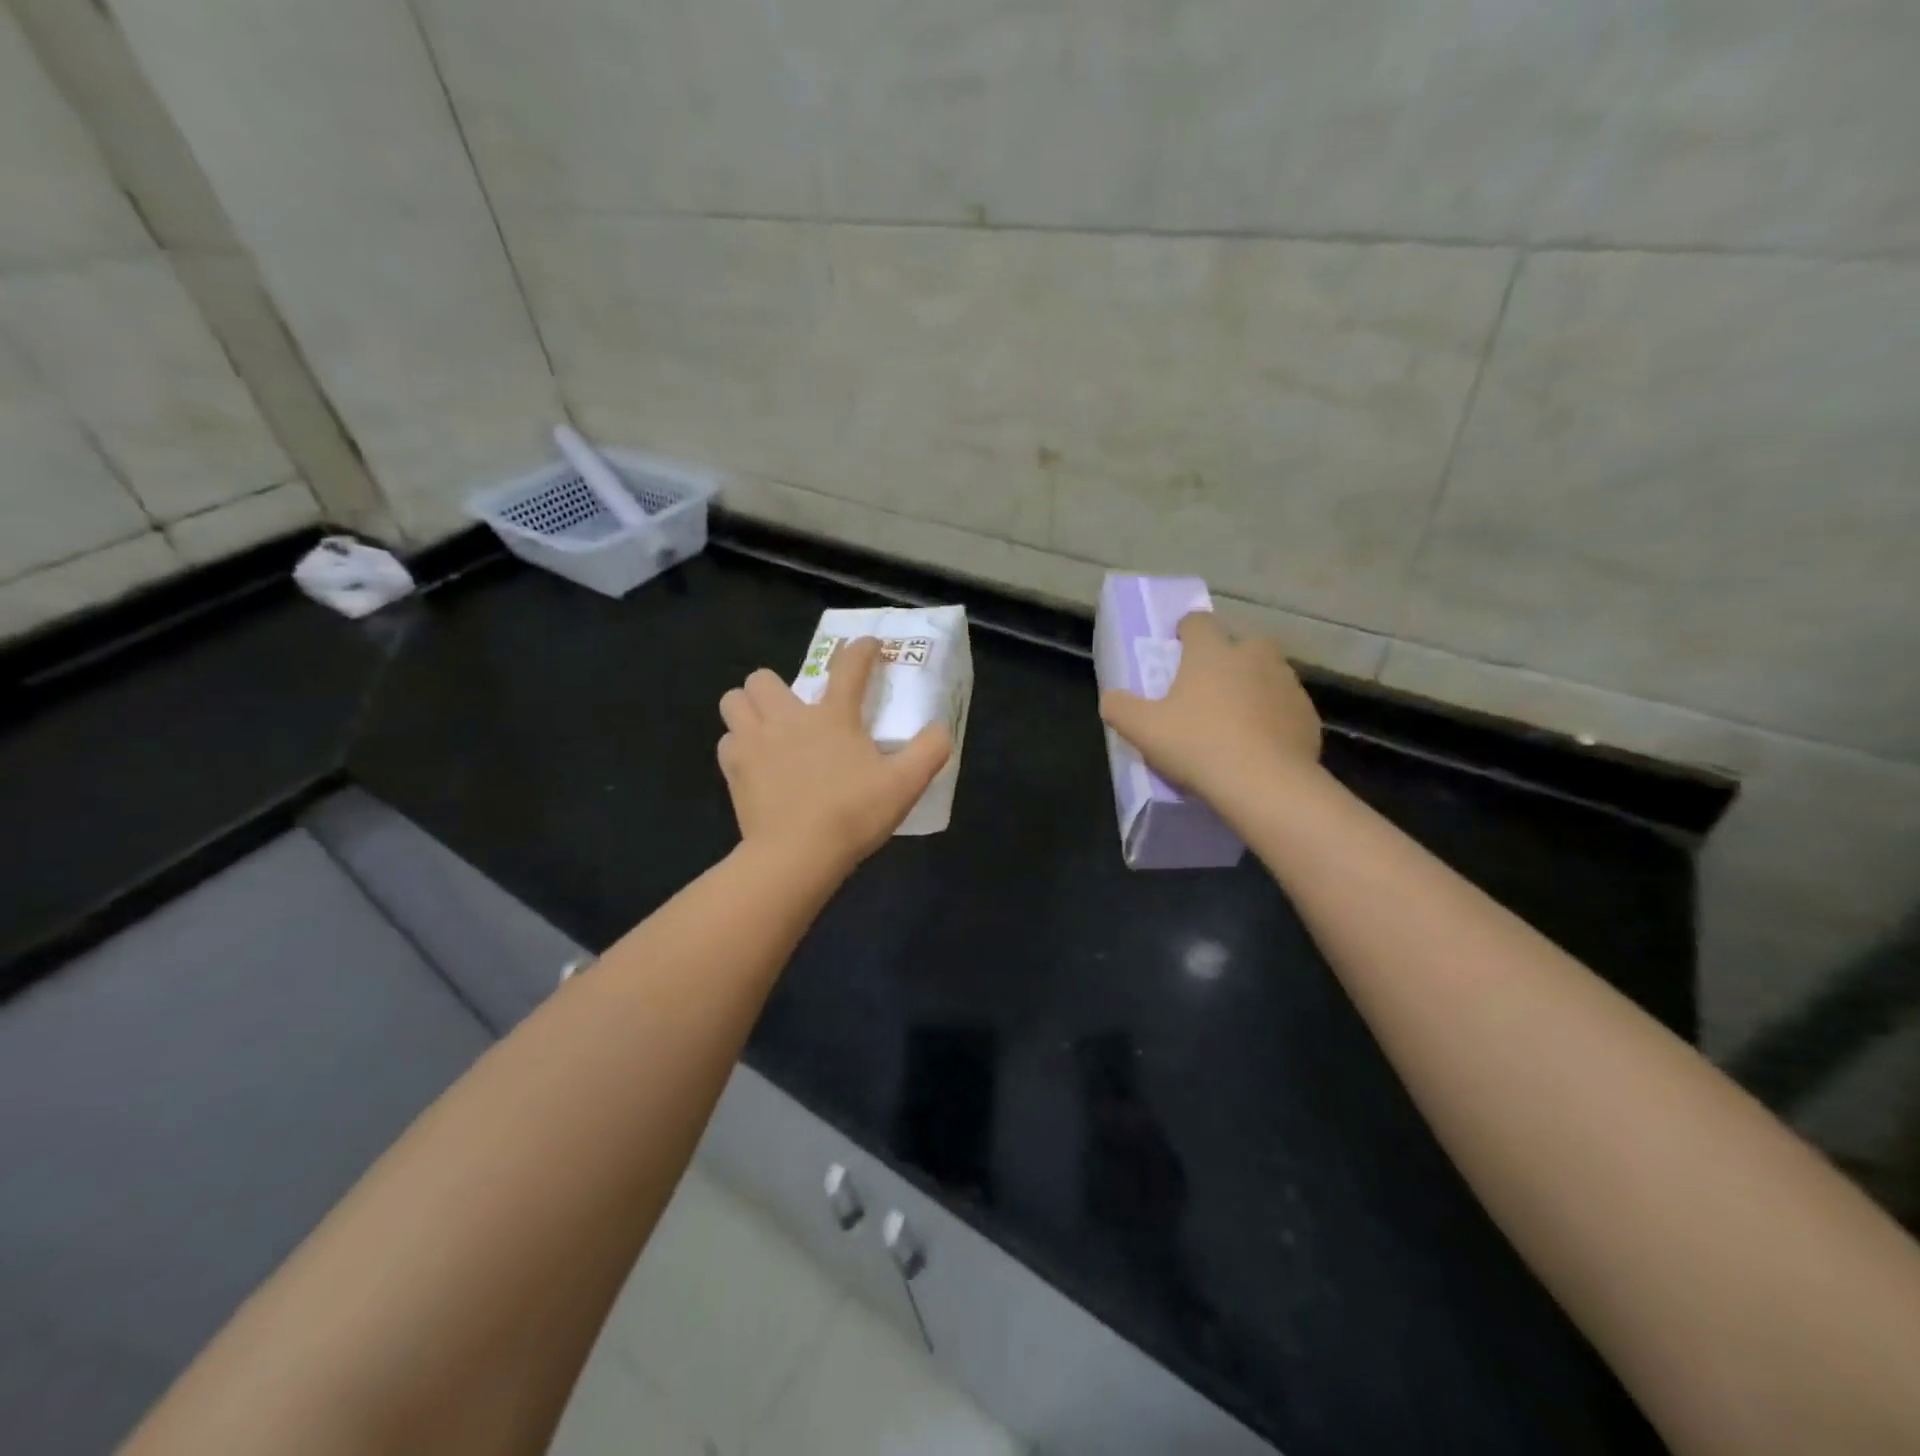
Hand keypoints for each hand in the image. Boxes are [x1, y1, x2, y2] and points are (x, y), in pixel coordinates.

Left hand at [717, 637, 952, 872]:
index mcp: (832, 716)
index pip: (849, 667)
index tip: (869, 646)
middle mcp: (787, 718)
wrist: (797, 855)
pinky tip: (755, 763)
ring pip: (734, 701)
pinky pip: (727, 742)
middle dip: (777, 685)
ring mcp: (754, 742)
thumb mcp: (905, 784)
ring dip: (749, 708)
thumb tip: (940, 728)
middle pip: (764, 677)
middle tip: (795, 711)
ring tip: (767, 730)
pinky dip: (738, 745)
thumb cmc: (852, 814)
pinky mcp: (734, 770)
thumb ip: (929, 750)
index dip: (861, 650)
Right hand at [1099, 613, 1321, 802]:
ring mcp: (1286, 683)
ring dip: (1252, 687)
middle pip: (1240, 644)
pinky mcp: (1307, 714)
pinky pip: (1284, 707)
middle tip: (1208, 689)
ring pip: (1267, 674)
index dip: (1185, 631)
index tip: (1177, 647)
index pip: (1197, 622)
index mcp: (1212, 652)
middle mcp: (1253, 656)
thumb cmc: (1197, 745)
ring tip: (1235, 720)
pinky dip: (1272, 717)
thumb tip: (1112, 698)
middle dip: (1227, 658)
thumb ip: (1119, 707)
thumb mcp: (1142, 729)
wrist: (1265, 784)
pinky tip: (1259, 745)